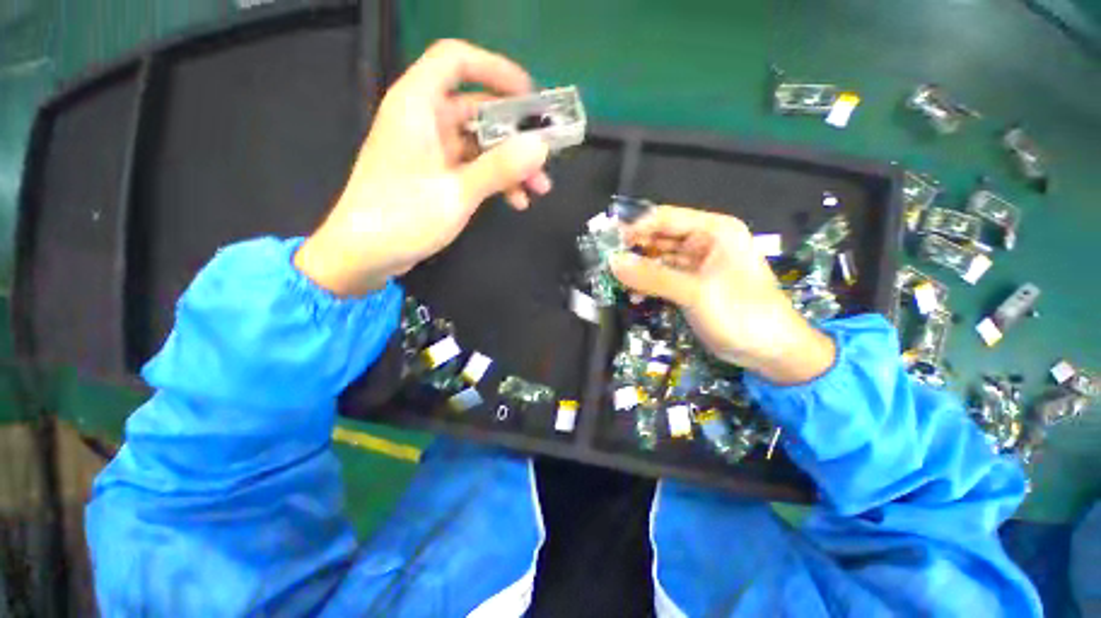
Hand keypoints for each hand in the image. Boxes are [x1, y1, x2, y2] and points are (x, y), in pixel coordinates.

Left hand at [295, 40, 551, 295]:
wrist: (364, 255)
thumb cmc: (402, 218)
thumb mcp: (457, 193)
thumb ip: (499, 167)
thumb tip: (540, 146)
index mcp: (418, 105)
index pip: (456, 60)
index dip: (496, 69)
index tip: (530, 96)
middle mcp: (424, 120)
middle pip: (477, 109)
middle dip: (515, 134)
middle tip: (546, 154)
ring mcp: (430, 150)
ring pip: (480, 143)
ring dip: (510, 164)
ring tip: (539, 188)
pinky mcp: (435, 175)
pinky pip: (473, 167)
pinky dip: (495, 180)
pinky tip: (516, 201)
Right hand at [610, 206, 835, 384]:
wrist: (770, 351)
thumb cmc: (741, 313)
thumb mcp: (694, 292)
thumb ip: (652, 276)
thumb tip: (613, 262)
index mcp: (713, 231)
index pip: (666, 218)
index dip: (636, 226)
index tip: (608, 240)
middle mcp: (704, 243)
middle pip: (659, 238)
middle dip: (633, 249)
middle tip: (606, 262)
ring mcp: (696, 265)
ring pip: (657, 259)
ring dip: (638, 270)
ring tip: (617, 281)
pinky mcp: (690, 286)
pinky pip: (661, 278)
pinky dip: (647, 285)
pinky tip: (635, 296)